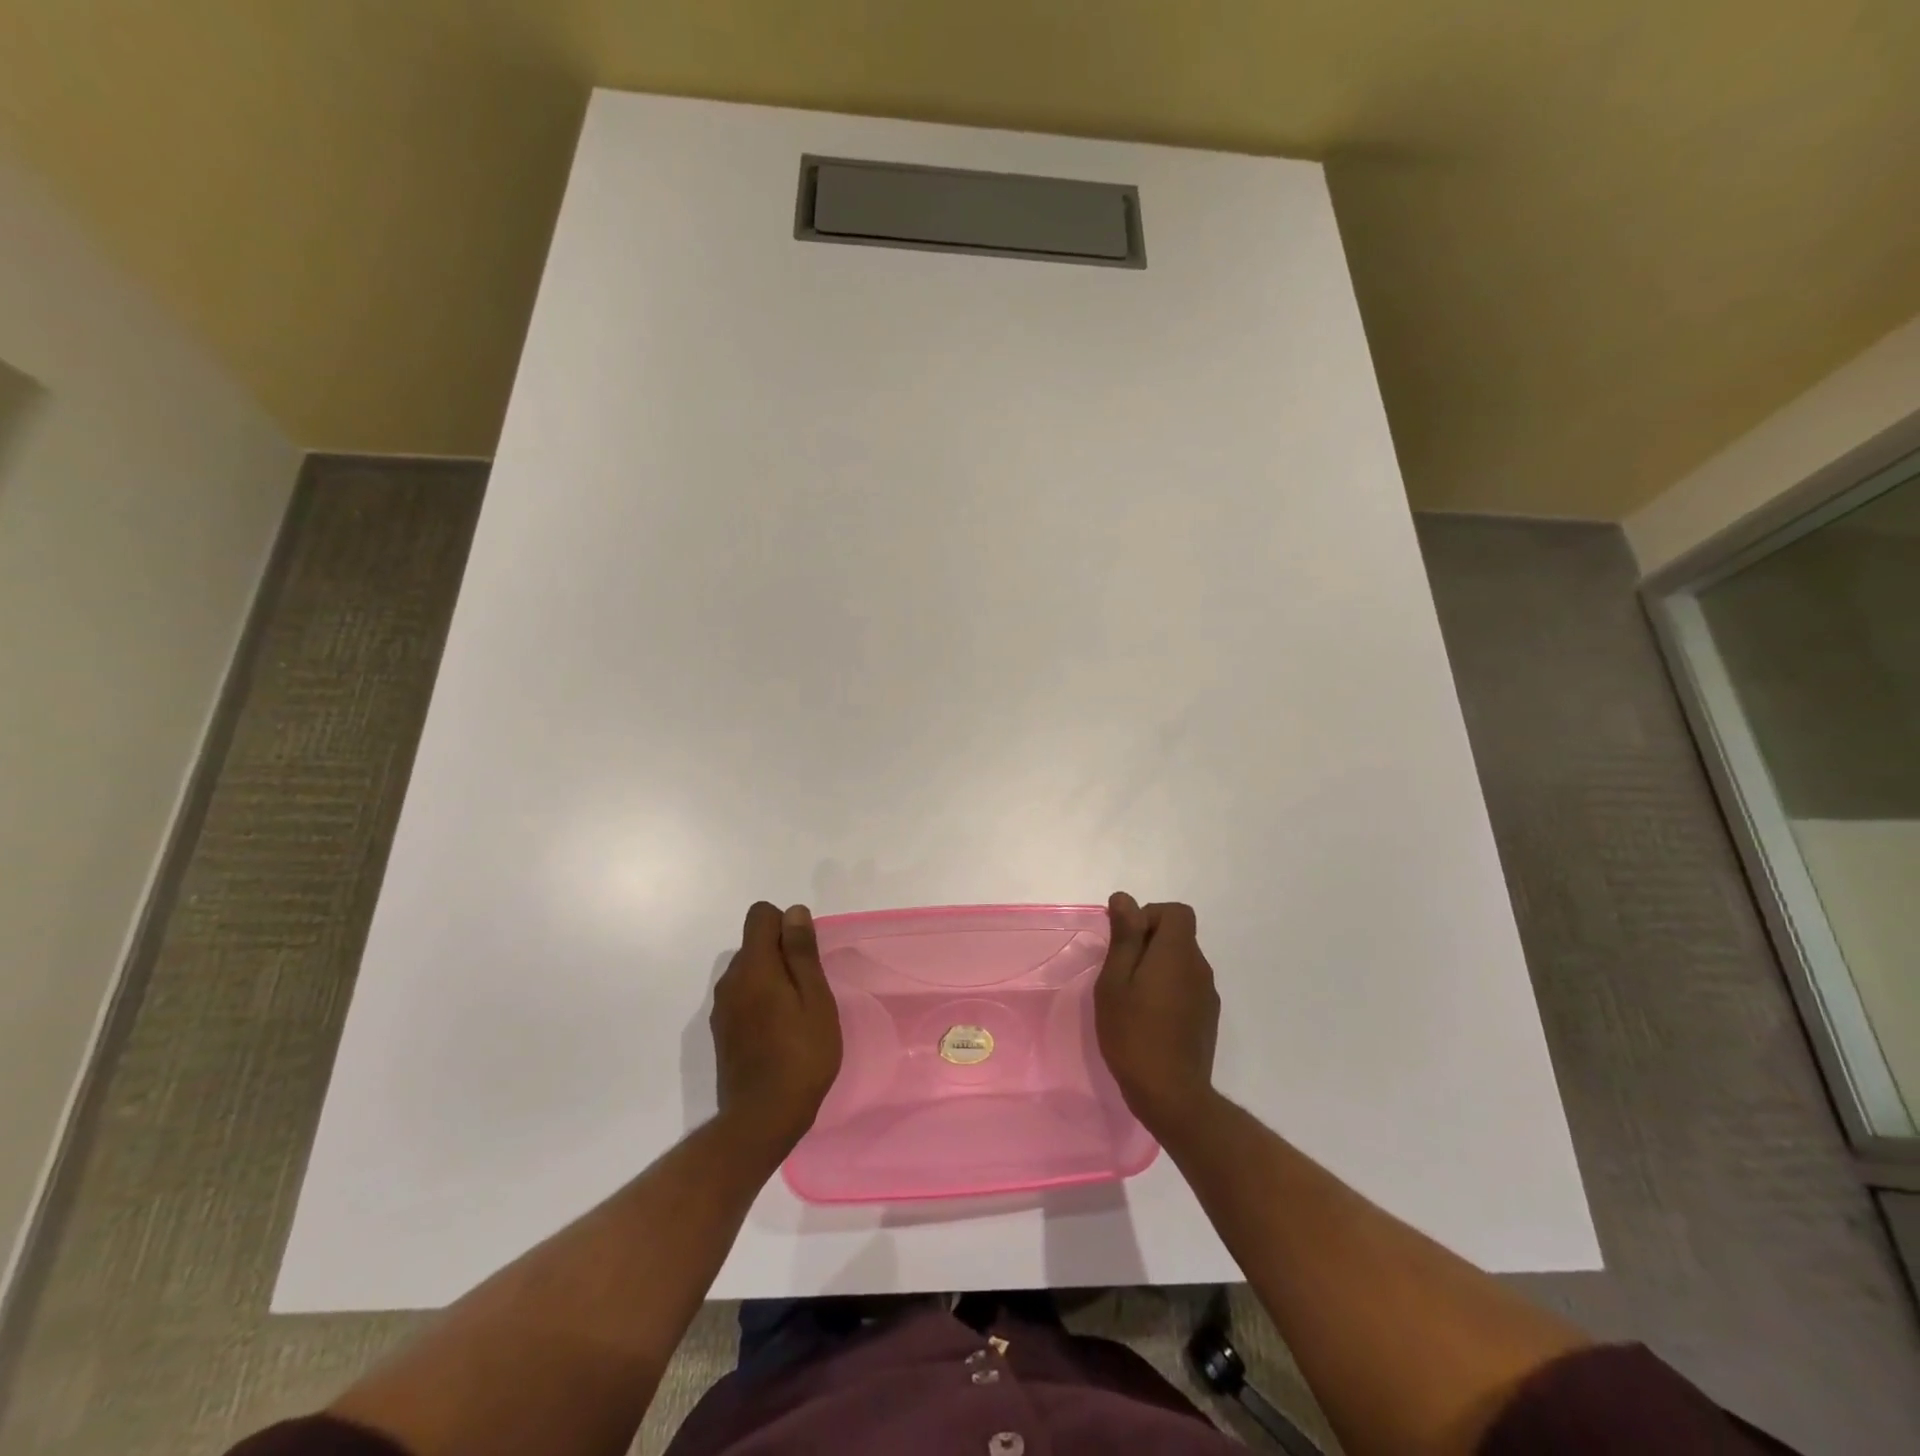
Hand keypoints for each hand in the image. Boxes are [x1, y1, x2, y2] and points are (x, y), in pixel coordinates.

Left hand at [711, 902, 842, 1159]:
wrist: (762, 1119)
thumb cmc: (801, 1055)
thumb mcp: (814, 999)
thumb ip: (801, 952)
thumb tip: (793, 911)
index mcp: (754, 967)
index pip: (760, 915)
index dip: (786, 924)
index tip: (806, 955)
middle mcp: (731, 980)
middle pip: (755, 943)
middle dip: (782, 953)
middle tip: (809, 990)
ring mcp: (722, 1007)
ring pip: (749, 971)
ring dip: (772, 979)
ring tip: (797, 1014)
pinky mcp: (721, 1031)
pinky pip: (743, 996)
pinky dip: (761, 1001)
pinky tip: (779, 1033)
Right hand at [1095, 893, 1220, 1136]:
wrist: (1171, 1095)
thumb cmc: (1133, 1033)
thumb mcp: (1115, 981)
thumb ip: (1124, 937)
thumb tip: (1125, 898)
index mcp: (1178, 953)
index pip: (1176, 912)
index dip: (1149, 916)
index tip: (1126, 942)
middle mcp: (1199, 968)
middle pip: (1178, 936)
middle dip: (1148, 943)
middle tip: (1119, 973)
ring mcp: (1207, 995)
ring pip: (1181, 963)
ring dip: (1157, 968)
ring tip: (1131, 999)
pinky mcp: (1207, 1018)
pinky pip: (1187, 987)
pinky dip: (1168, 990)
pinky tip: (1148, 1019)